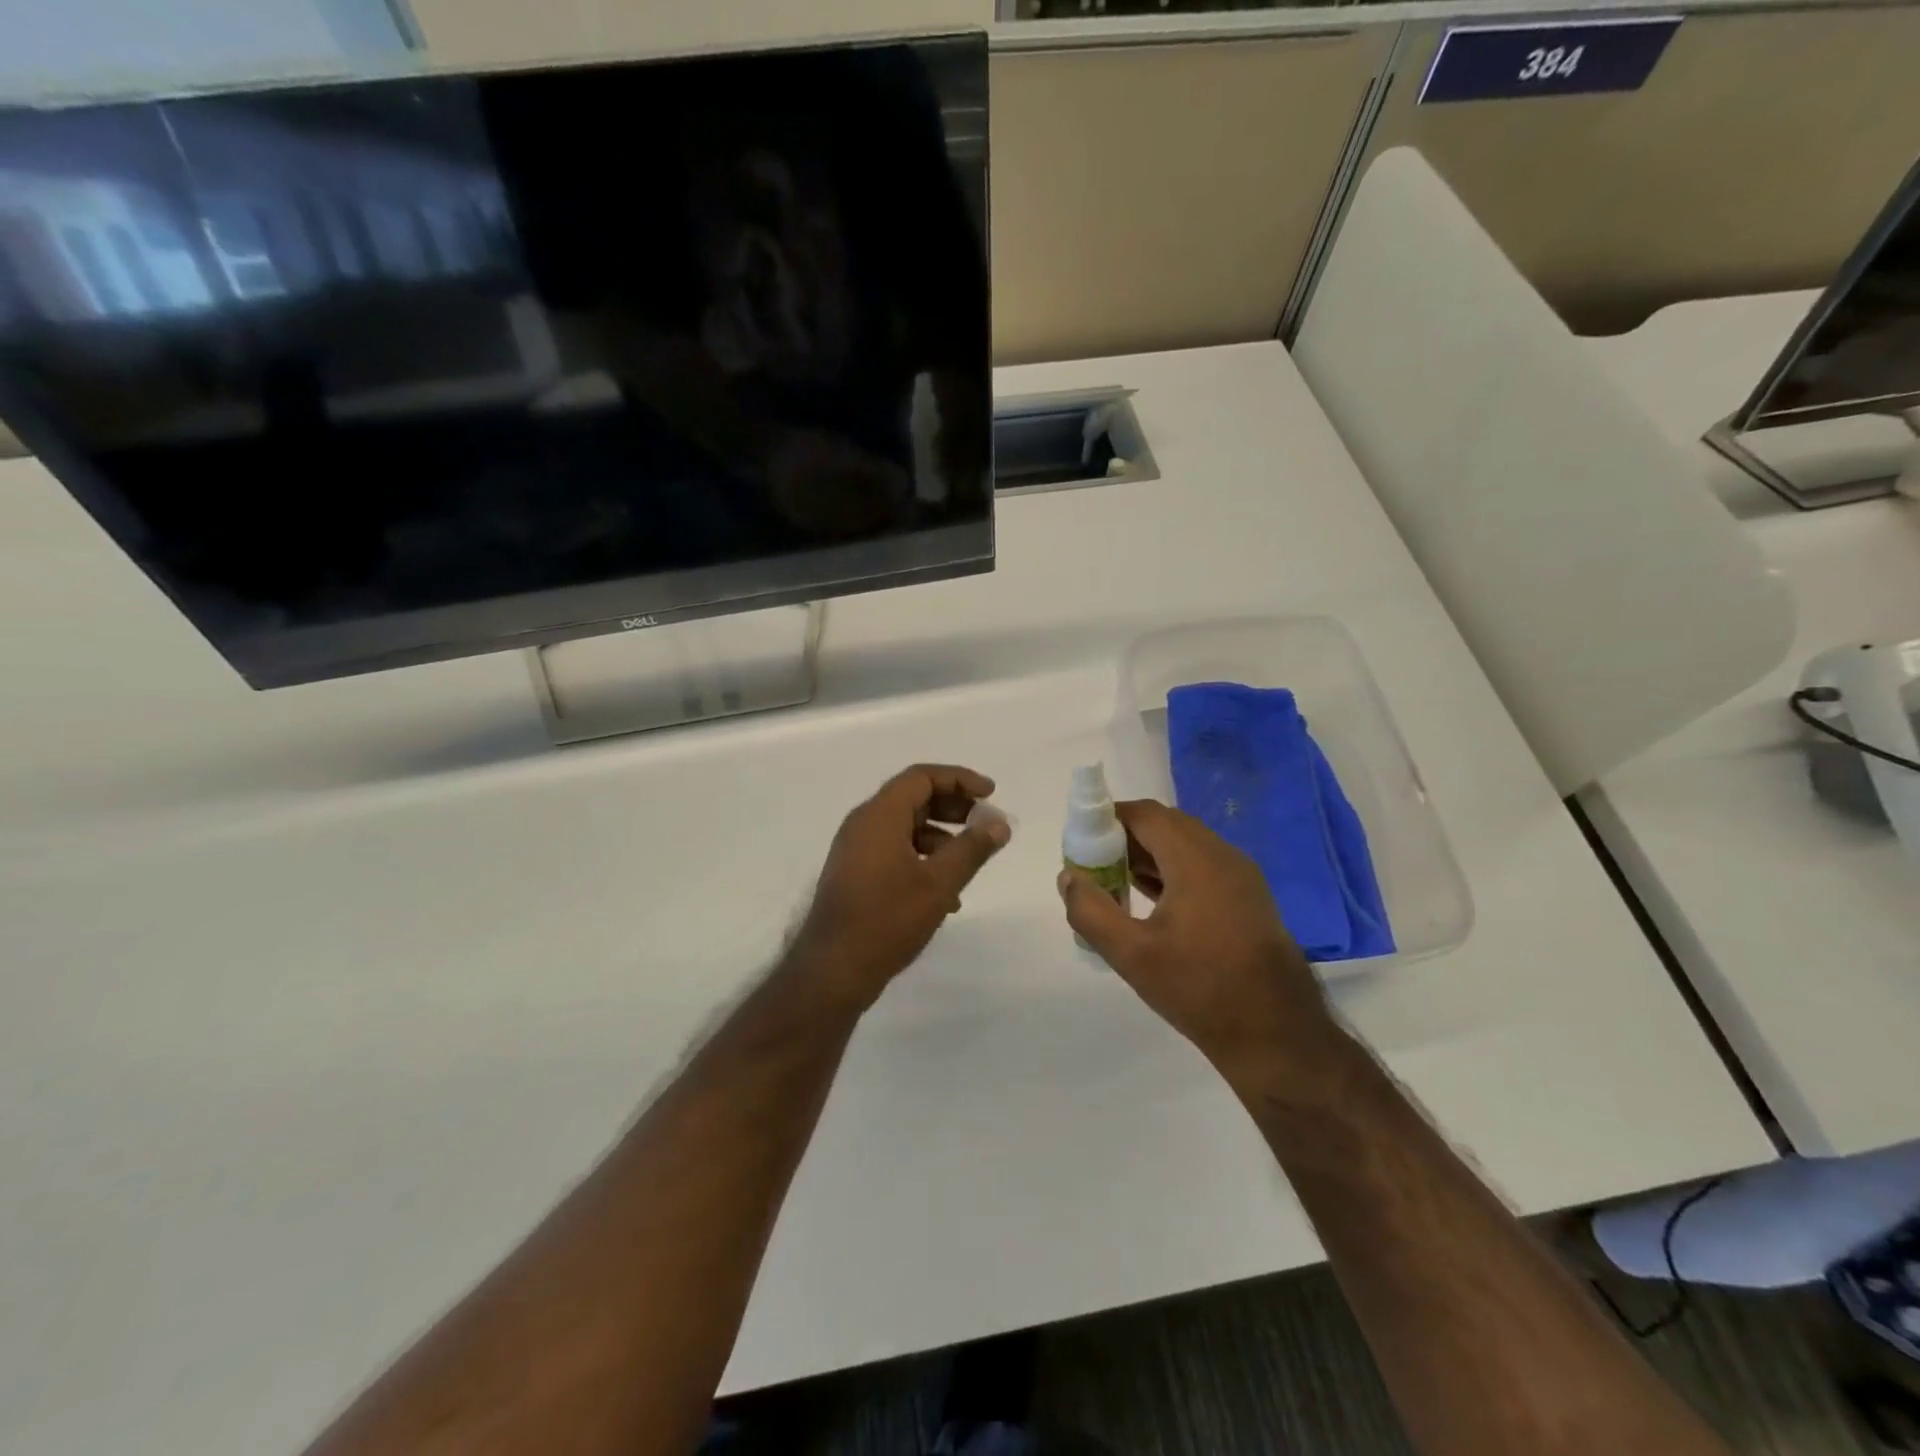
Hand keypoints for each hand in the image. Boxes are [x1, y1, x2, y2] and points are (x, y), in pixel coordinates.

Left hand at [790, 764, 1010, 1008]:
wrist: (833, 970)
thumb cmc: (887, 919)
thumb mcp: (939, 883)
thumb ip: (972, 848)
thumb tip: (999, 823)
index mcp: (879, 815)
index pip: (921, 777)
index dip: (959, 779)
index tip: (991, 794)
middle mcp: (863, 825)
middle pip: (913, 799)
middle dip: (953, 808)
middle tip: (984, 824)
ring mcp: (855, 850)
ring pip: (905, 828)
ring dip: (941, 839)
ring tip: (969, 865)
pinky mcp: (854, 875)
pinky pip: (894, 852)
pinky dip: (922, 860)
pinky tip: (945, 896)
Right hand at [1058, 800, 1338, 1079]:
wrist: (1277, 1035)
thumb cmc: (1200, 989)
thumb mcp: (1132, 955)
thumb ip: (1091, 911)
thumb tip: (1068, 877)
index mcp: (1196, 859)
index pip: (1144, 814)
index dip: (1107, 820)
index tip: (1081, 845)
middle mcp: (1223, 856)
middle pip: (1165, 825)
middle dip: (1125, 839)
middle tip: (1095, 868)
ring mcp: (1241, 876)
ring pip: (1185, 846)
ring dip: (1148, 856)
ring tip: (1115, 886)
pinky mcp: (1249, 898)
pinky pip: (1202, 866)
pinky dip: (1171, 871)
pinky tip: (1151, 904)